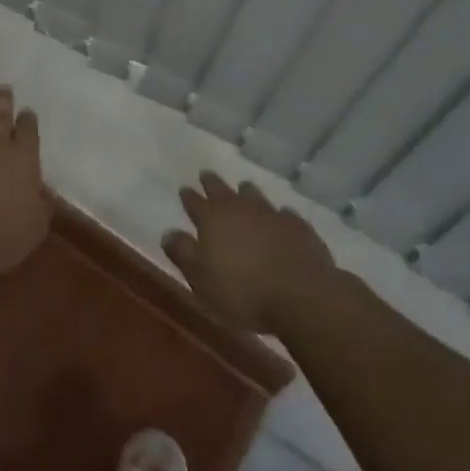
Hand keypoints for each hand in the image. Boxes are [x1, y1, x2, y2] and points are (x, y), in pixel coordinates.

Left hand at [0, 84, 50, 275]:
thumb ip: (42, 205)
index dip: (28, 121)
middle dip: (4, 100)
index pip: (29, 132)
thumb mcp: (35, 227)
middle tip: (4, 89)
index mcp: (24, 159)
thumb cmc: (0, 237)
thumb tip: (48, 191)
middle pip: (2, 114)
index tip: (27, 114)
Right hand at [163, 172, 334, 334]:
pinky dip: (277, 214)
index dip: (189, 196)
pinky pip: (284, 213)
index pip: (195, 202)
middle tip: (207, 175)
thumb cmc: (242, 291)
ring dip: (246, 192)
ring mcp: (271, 214)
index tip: (184, 189)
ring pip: (254, 195)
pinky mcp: (298, 226)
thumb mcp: (200, 279)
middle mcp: (241, 209)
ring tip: (243, 188)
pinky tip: (280, 216)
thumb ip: (183, 253)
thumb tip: (168, 232)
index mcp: (213, 219)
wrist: (301, 295)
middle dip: (212, 183)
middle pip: (223, 190)